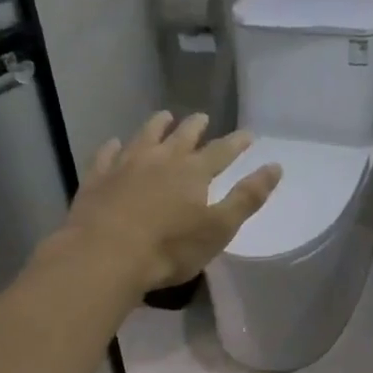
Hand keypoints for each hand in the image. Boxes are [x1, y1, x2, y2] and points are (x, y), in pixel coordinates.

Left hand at [60, 112, 282, 293]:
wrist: (106, 255)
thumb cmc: (170, 248)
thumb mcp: (219, 228)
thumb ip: (247, 197)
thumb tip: (275, 166)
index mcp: (193, 172)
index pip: (221, 151)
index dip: (236, 143)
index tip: (248, 134)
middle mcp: (160, 160)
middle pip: (181, 137)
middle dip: (195, 127)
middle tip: (201, 117)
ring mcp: (125, 166)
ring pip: (144, 137)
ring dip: (156, 126)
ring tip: (164, 116)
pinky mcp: (97, 179)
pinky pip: (106, 155)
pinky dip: (113, 147)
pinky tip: (114, 144)